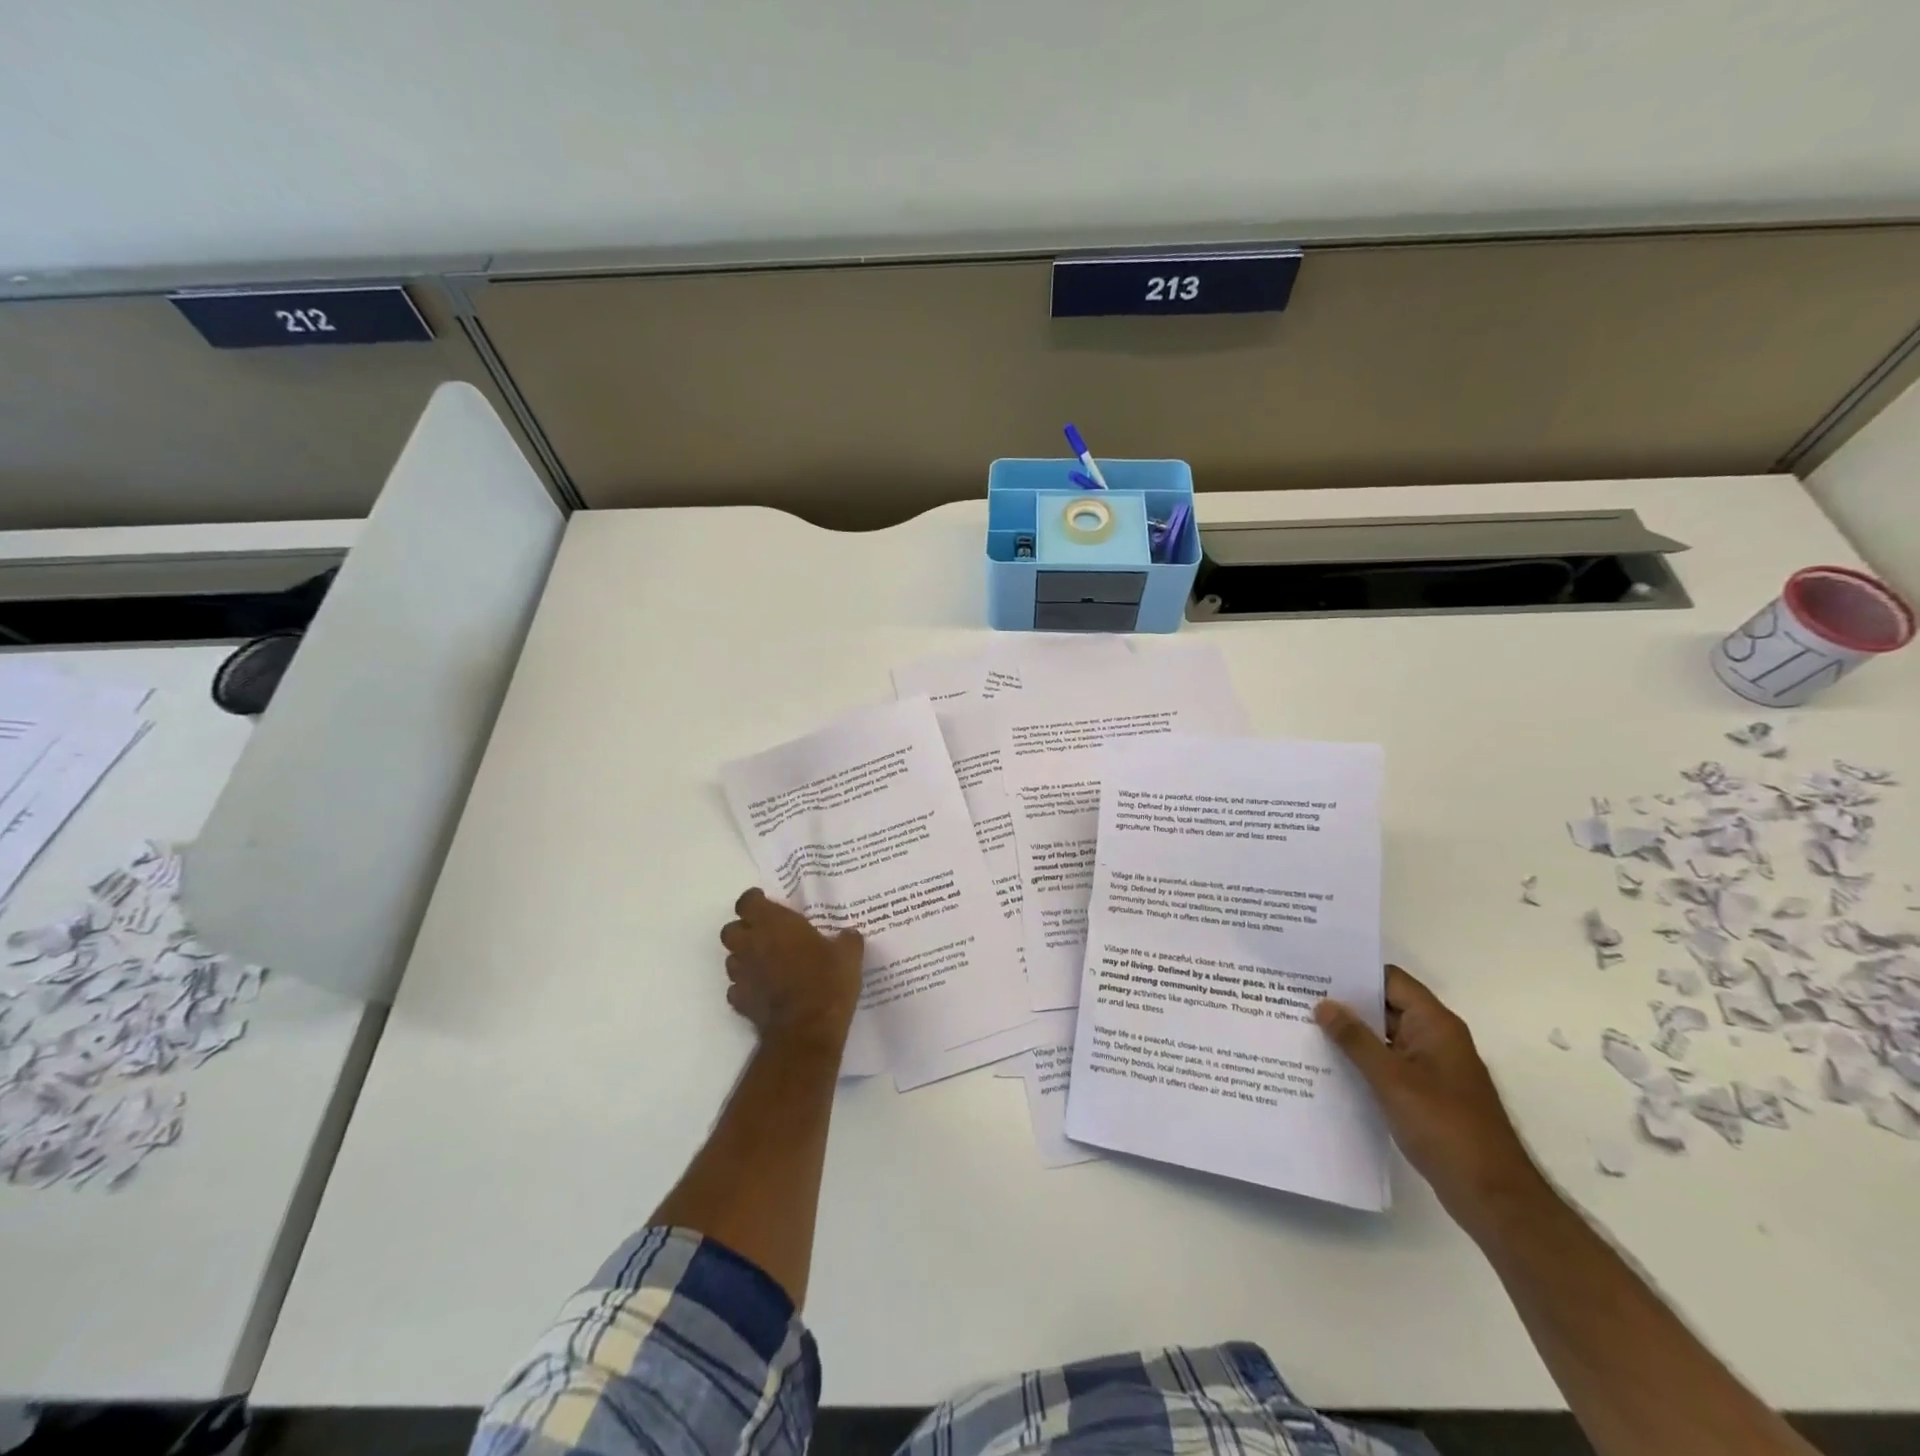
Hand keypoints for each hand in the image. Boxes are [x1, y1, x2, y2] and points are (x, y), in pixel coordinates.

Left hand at [719, 888, 864, 1056]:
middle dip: (743, 930)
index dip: (754, 901)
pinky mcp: (739, 1002)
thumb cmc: (827, 981)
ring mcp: (742, 974)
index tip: (766, 902)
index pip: (748, 902)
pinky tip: (764, 991)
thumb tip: (848, 935)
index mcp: (773, 924)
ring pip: (731, 959)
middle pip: (730, 930)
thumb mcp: (849, 954)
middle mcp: (751, 944)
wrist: (807, 1029)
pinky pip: (736, 988)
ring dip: (744, 958)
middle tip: (765, 934)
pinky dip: (747, 987)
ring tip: (766, 964)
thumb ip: (846, 939)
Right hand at [1315, 966, 1546, 1237]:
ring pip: (1384, 1037)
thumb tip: (1323, 1004)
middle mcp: (1435, 1038)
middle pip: (1385, 1006)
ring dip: (1351, 1034)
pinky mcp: (1426, 1092)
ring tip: (1304, 1027)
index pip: (1390, 980)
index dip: (1354, 973)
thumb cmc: (1445, 1127)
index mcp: (1435, 1024)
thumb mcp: (1391, 1079)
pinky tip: (1329, 1065)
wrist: (1492, 1195)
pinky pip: (1388, 1063)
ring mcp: (1432, 1067)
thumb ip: (1355, 1039)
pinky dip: (1362, 1060)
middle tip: (1298, 998)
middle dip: (1345, 1003)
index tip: (1314, 972)